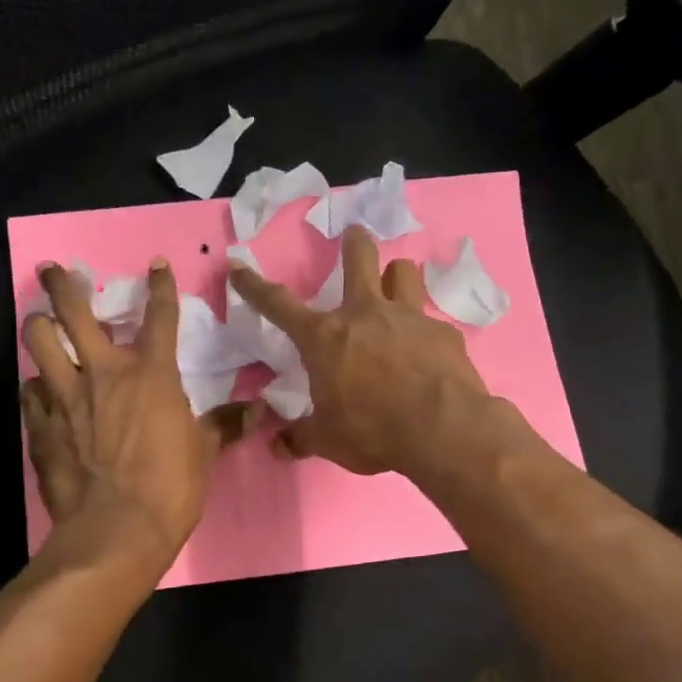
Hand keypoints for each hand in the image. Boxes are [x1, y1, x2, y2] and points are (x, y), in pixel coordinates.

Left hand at [21, 260, 250, 572]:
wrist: (117, 530)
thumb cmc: (170, 487)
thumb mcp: (204, 452)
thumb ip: (225, 424)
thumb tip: (260, 411)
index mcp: (151, 374)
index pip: (160, 316)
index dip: (160, 286)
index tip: (155, 264)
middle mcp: (103, 373)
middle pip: (74, 310)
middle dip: (61, 284)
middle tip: (55, 270)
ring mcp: (65, 396)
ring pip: (37, 340)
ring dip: (38, 327)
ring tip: (40, 324)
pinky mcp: (41, 425)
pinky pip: (30, 391)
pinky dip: (35, 386)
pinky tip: (40, 391)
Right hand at [229, 227, 492, 478]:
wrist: (441, 430)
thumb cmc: (372, 431)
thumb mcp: (327, 440)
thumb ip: (300, 438)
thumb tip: (276, 446)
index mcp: (324, 338)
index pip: (278, 305)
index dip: (254, 286)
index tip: (238, 267)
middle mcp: (365, 314)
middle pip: (359, 257)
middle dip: (354, 242)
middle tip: (353, 235)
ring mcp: (408, 318)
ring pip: (404, 272)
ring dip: (396, 277)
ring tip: (395, 288)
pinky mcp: (443, 333)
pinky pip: (430, 321)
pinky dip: (424, 331)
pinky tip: (428, 353)